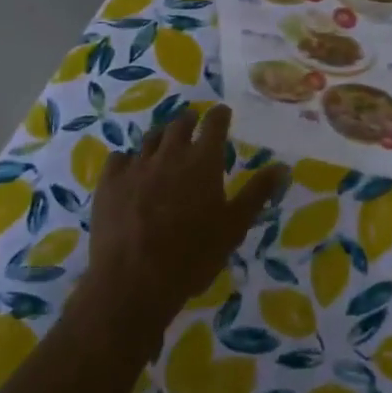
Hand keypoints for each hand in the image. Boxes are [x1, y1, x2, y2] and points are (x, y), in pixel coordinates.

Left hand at [81, 104, 286, 337]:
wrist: (133, 280)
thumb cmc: (192, 255)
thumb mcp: (234, 227)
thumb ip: (257, 193)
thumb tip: (282, 166)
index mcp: (203, 161)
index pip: (214, 123)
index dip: (219, 115)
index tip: (222, 112)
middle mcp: (170, 154)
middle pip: (179, 124)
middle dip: (188, 121)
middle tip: (193, 124)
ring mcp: (136, 166)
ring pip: (150, 138)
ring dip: (161, 137)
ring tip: (164, 142)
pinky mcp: (109, 183)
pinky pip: (119, 159)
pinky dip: (127, 159)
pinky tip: (128, 168)